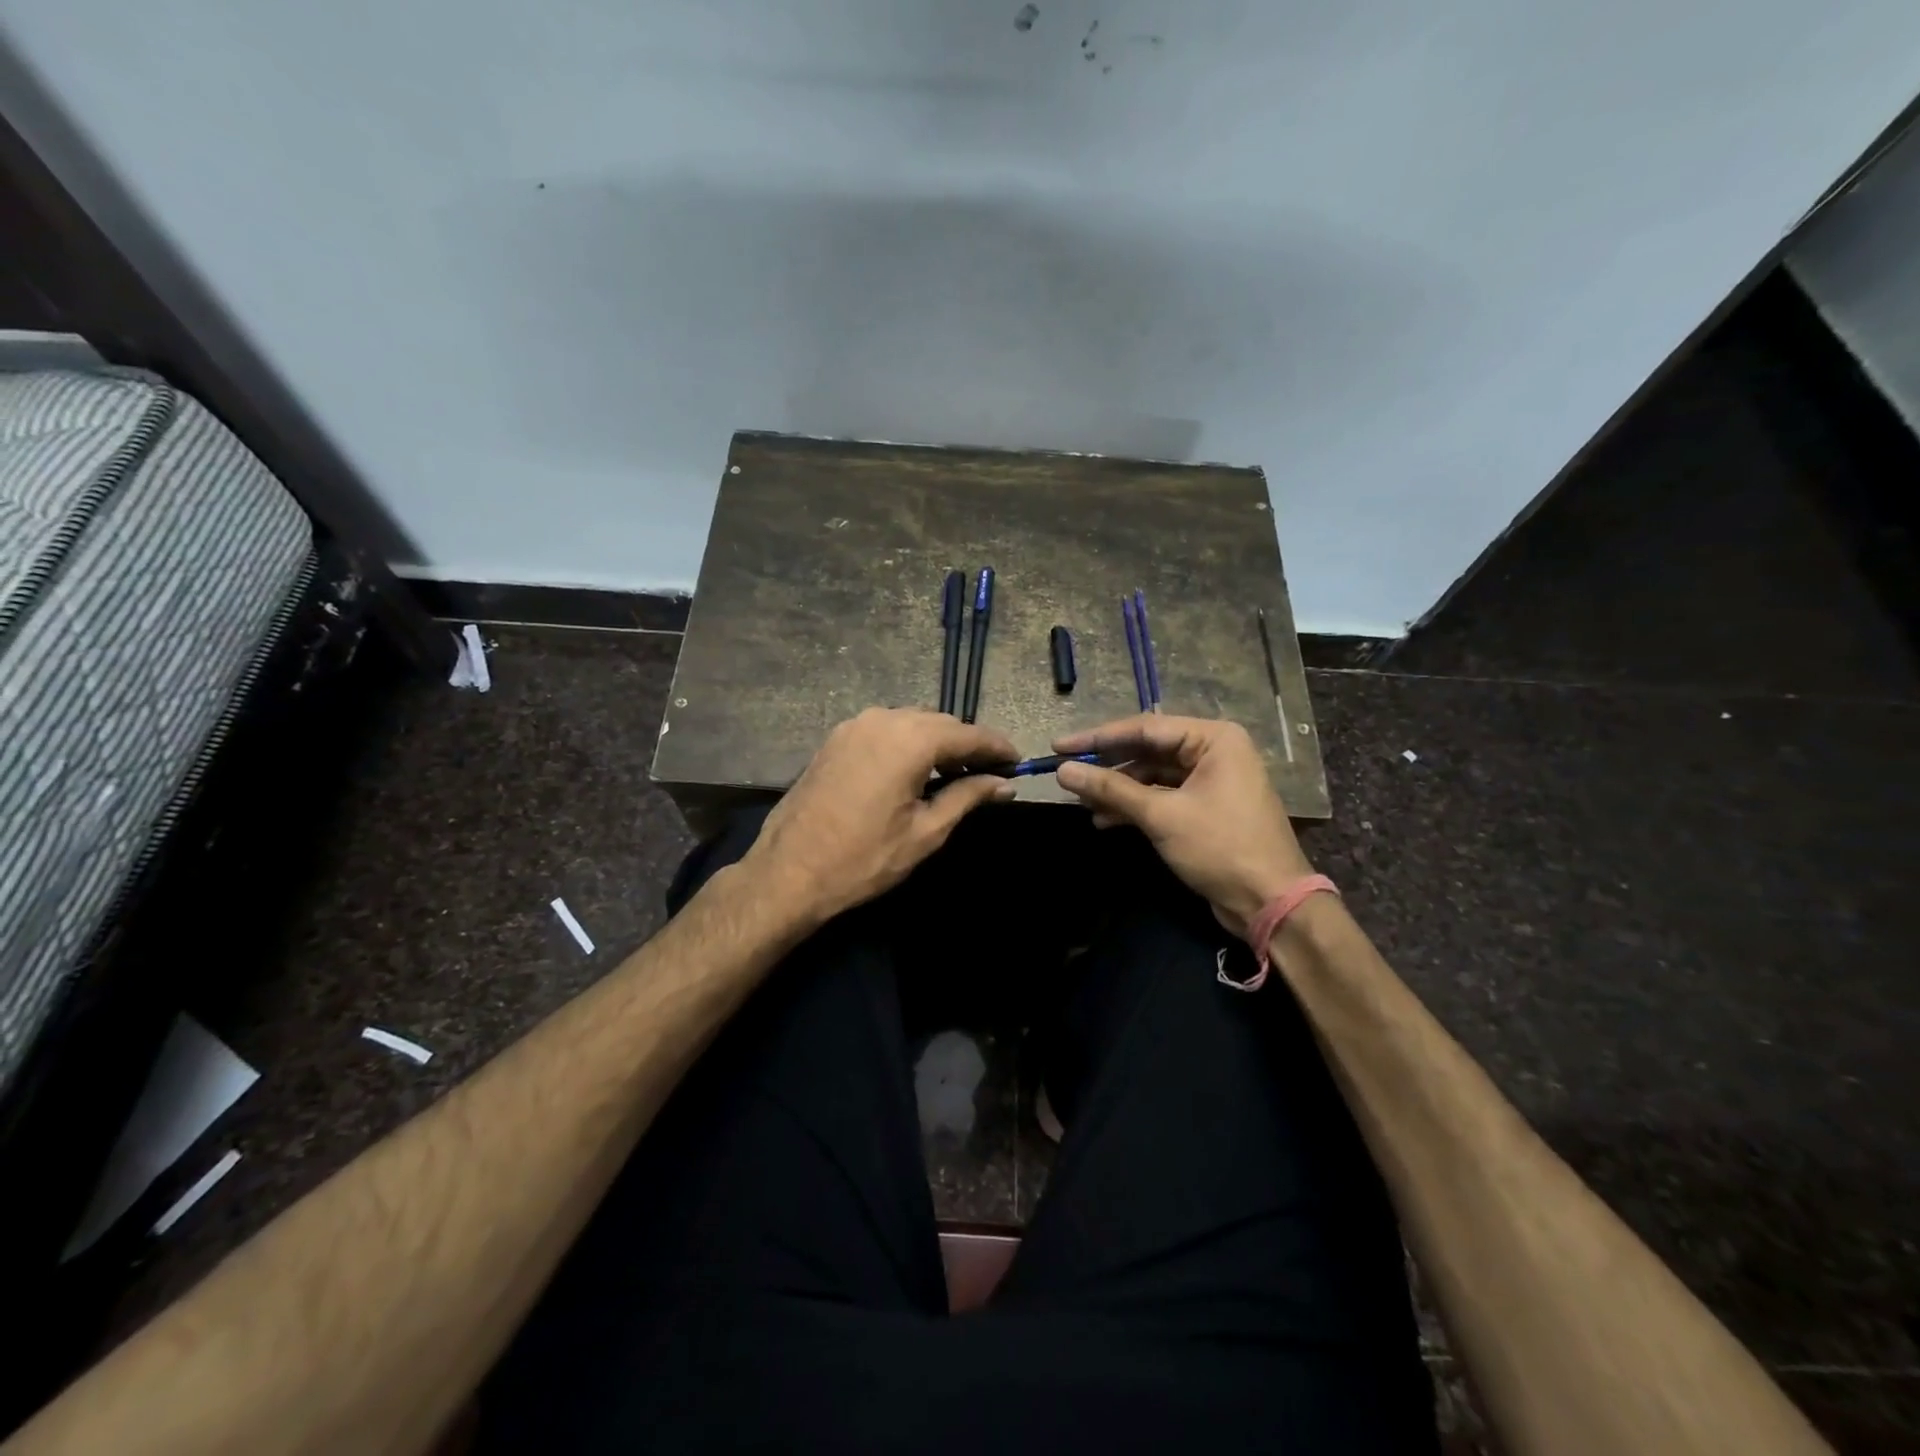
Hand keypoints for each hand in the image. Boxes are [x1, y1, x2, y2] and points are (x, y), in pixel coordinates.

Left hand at [743, 708, 1016, 923]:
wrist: (788, 873)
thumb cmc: (864, 859)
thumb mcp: (926, 832)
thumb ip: (968, 797)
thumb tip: (1004, 784)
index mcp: (909, 739)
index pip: (968, 734)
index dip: (997, 748)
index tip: (1018, 763)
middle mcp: (882, 719)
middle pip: (939, 723)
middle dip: (967, 745)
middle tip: (989, 775)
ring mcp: (853, 726)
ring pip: (911, 722)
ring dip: (937, 742)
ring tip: (954, 774)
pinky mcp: (835, 739)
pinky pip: (884, 730)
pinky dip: (907, 743)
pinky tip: (914, 771)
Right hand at [1053, 715, 1312, 936]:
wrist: (1270, 903)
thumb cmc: (1220, 847)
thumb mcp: (1160, 815)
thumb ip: (1111, 789)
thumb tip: (1063, 771)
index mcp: (1213, 738)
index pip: (1144, 728)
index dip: (1098, 738)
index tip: (1059, 747)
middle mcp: (1214, 751)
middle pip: (1147, 749)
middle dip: (1107, 766)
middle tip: (1066, 774)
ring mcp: (1211, 780)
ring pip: (1152, 775)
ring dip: (1118, 790)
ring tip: (1082, 803)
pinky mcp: (1205, 807)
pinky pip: (1162, 795)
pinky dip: (1135, 806)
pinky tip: (1105, 820)